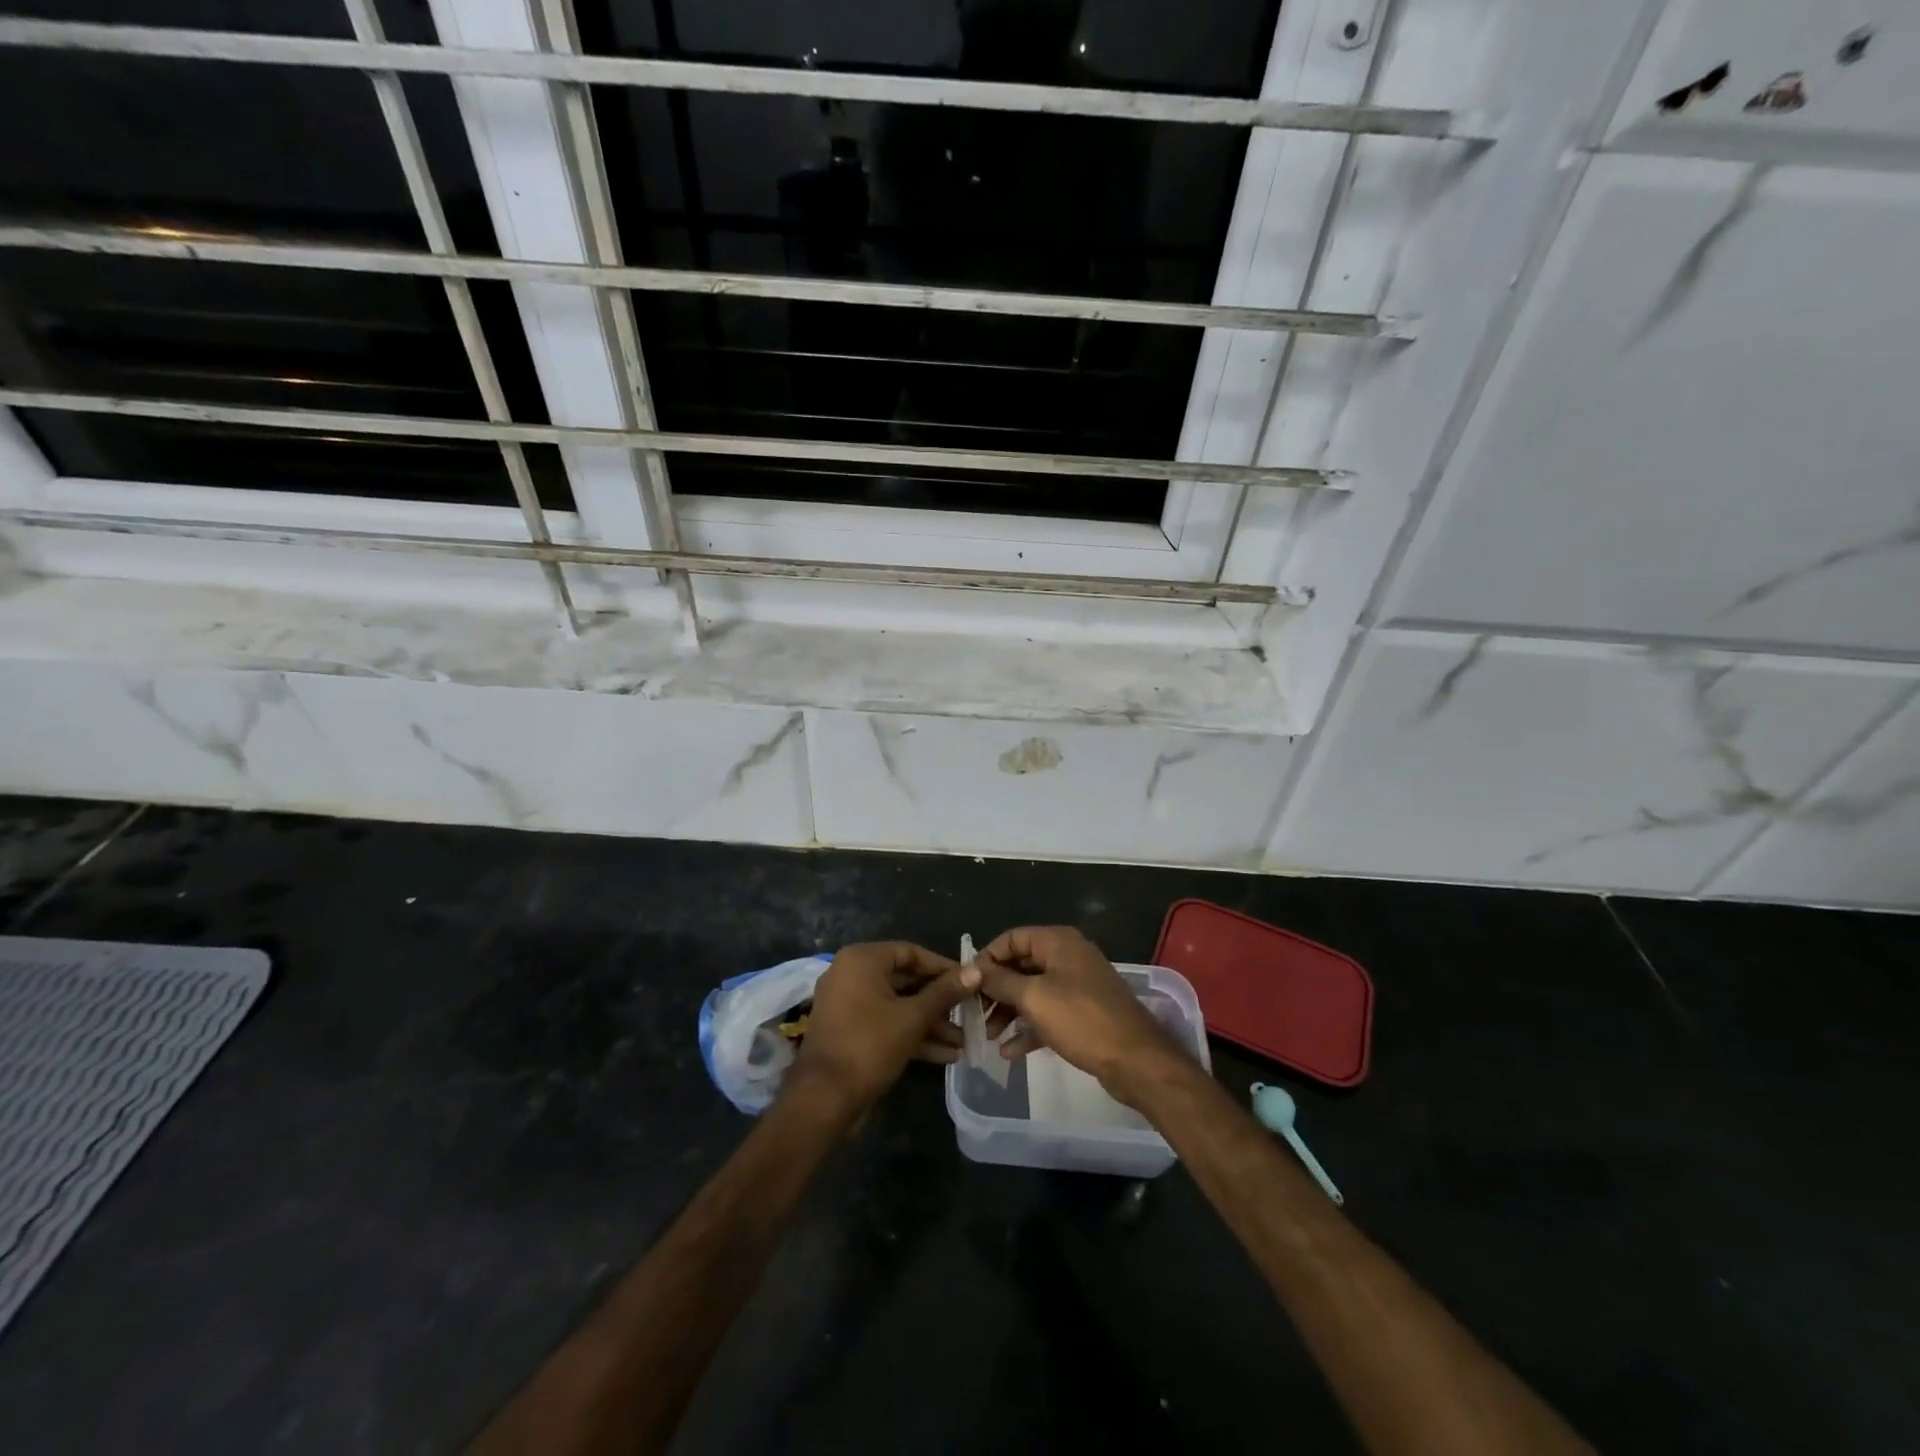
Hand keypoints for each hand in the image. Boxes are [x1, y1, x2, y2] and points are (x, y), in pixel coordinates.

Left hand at [787, 942, 979, 1115]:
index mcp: (862, 960)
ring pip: (897, 1006)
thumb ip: (945, 993)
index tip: (970, 982)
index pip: (911, 953)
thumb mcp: (913, 1017)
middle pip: (905, 981)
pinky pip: (886, 1024)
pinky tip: (945, 1055)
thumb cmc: (869, 1045)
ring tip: (963, 1042)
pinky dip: (912, 1035)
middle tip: (969, 1013)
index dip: (943, 967)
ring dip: (930, 1023)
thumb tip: (976, 970)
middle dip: (939, 1002)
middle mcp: (852, 975)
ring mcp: (848, 1005)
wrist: (823, 1099)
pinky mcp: (850, 1032)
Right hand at [975, 927, 1180, 1105]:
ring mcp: (1077, 986)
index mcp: (1058, 942)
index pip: (1012, 938)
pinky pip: (1047, 1013)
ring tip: (988, 1036)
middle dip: (996, 989)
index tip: (967, 982)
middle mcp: (1068, 957)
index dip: (988, 957)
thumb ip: (1001, 981)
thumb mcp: (1034, 998)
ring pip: (1033, 991)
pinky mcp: (1083, 1013)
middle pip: (1021, 965)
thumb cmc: (1081, 1020)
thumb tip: (974, 969)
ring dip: (1008, 1011)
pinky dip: (1028, 1028)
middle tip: (974, 1012)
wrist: (1136, 1060)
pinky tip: (1009, 1052)